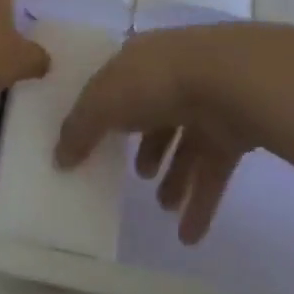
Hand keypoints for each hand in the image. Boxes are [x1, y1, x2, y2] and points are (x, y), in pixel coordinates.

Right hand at [55, 29, 254, 244]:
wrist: (229, 81)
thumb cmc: (155, 82)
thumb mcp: (102, 101)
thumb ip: (80, 128)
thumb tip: (59, 157)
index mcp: (140, 58)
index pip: (119, 82)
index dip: (106, 109)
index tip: (96, 140)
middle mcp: (172, 75)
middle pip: (155, 113)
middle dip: (148, 145)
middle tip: (138, 176)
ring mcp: (207, 101)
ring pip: (186, 143)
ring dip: (175, 177)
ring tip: (162, 206)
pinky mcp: (234, 130)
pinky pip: (213, 169)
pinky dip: (202, 201)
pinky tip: (189, 235)